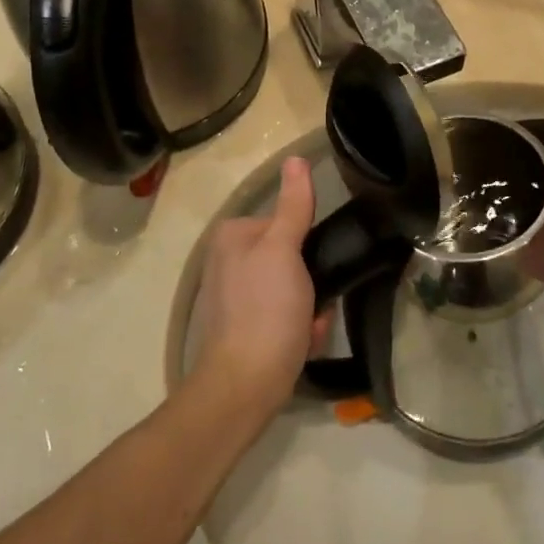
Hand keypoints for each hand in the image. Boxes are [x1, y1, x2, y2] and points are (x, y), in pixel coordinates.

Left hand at [191, 156, 321, 418]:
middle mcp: (228, 261)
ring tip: (309, 327)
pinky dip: (299, 327)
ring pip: (294, 287)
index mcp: (232, 236)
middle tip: (315, 303)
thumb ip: (293, 205)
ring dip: (311, 307)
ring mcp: (236, 296)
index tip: (315, 269)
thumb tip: (296, 159)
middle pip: (291, 256)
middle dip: (311, 282)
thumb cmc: (265, 310)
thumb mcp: (284, 250)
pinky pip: (285, 314)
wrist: (245, 385)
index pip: (286, 222)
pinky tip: (301, 342)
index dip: (308, 247)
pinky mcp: (245, 326)